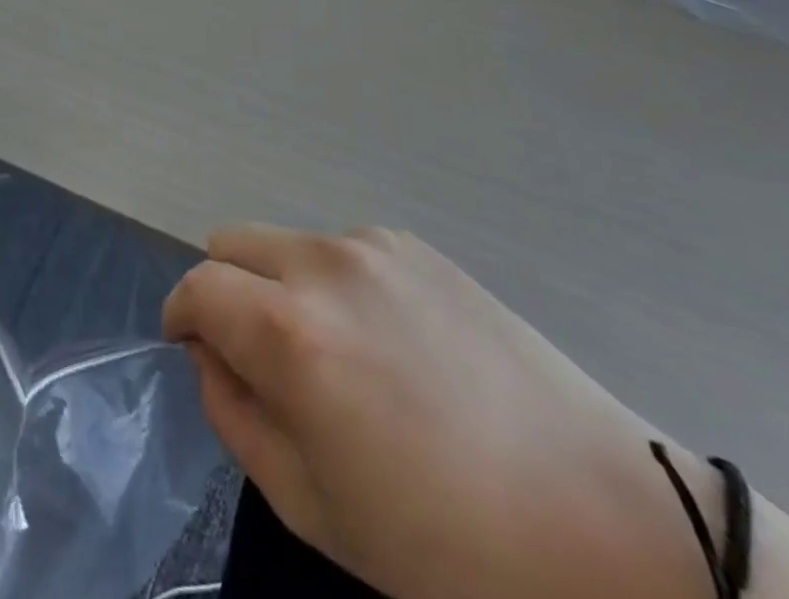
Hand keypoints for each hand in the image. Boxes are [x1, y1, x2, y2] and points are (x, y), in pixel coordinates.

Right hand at [164, 227, 718, 598]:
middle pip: (232, 242)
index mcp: (291, 331)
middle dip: (225, 290)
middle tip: (258, 356)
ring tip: (337, 358)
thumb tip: (210, 353)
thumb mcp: (313, 505)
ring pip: (287, 243)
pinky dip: (335, 283)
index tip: (191, 348)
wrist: (606, 525)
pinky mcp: (418, 247)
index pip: (197, 286)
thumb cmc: (447, 546)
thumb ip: (235, 413)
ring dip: (282, 285)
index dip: (181, 316)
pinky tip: (390, 345)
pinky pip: (343, 249)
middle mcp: (324, 264)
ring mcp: (375, 247)